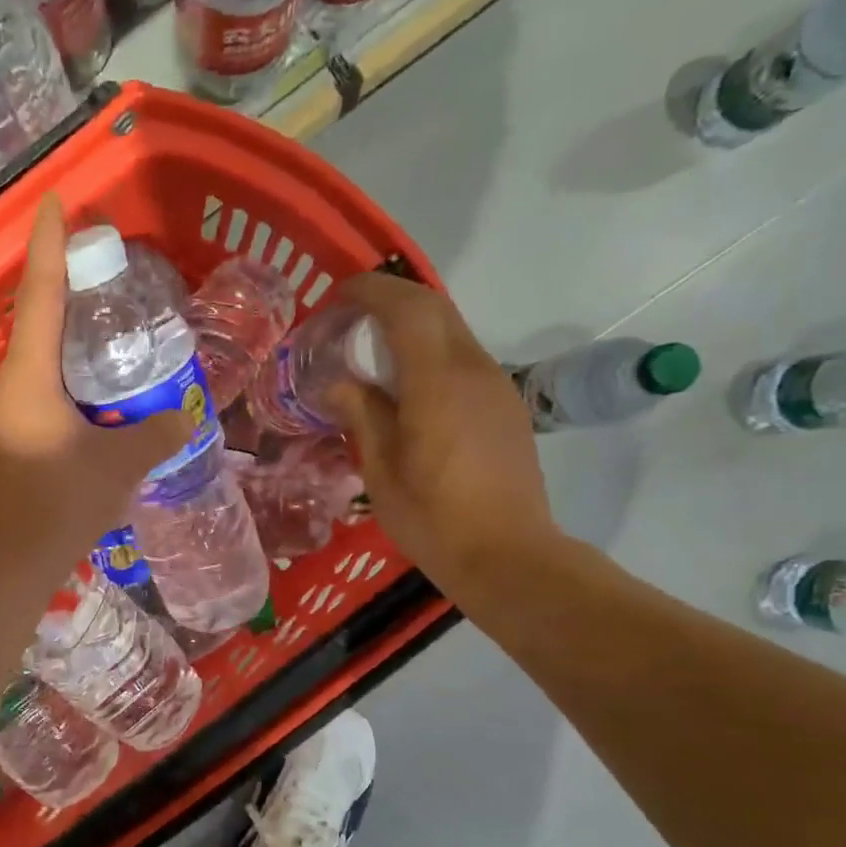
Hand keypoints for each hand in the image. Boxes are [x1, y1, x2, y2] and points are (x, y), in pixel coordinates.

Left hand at [0, 195, 190, 571]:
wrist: (6, 568)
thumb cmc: (61, 507)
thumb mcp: (121, 466)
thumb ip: (156, 434)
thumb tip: (182, 419)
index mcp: (27, 379)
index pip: (38, 296)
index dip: (48, 246)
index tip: (54, 202)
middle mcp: (2, 388)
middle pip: (37, 331)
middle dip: (70, 307)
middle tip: (109, 294)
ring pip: (36, 371)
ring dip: (69, 359)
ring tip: (111, 358)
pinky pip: (33, 401)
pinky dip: (62, 393)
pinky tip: (91, 413)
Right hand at [326, 273, 561, 602]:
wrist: (507, 555)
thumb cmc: (433, 517)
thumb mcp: (381, 470)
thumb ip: (362, 415)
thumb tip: (339, 382)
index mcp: (438, 381)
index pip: (407, 308)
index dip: (371, 291)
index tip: (338, 296)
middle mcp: (474, 369)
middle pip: (435, 309)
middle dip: (392, 300)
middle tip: (351, 317)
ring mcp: (496, 386)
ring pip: (452, 333)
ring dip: (412, 327)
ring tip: (373, 352)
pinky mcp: (505, 406)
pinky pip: (463, 360)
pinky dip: (430, 354)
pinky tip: (408, 387)